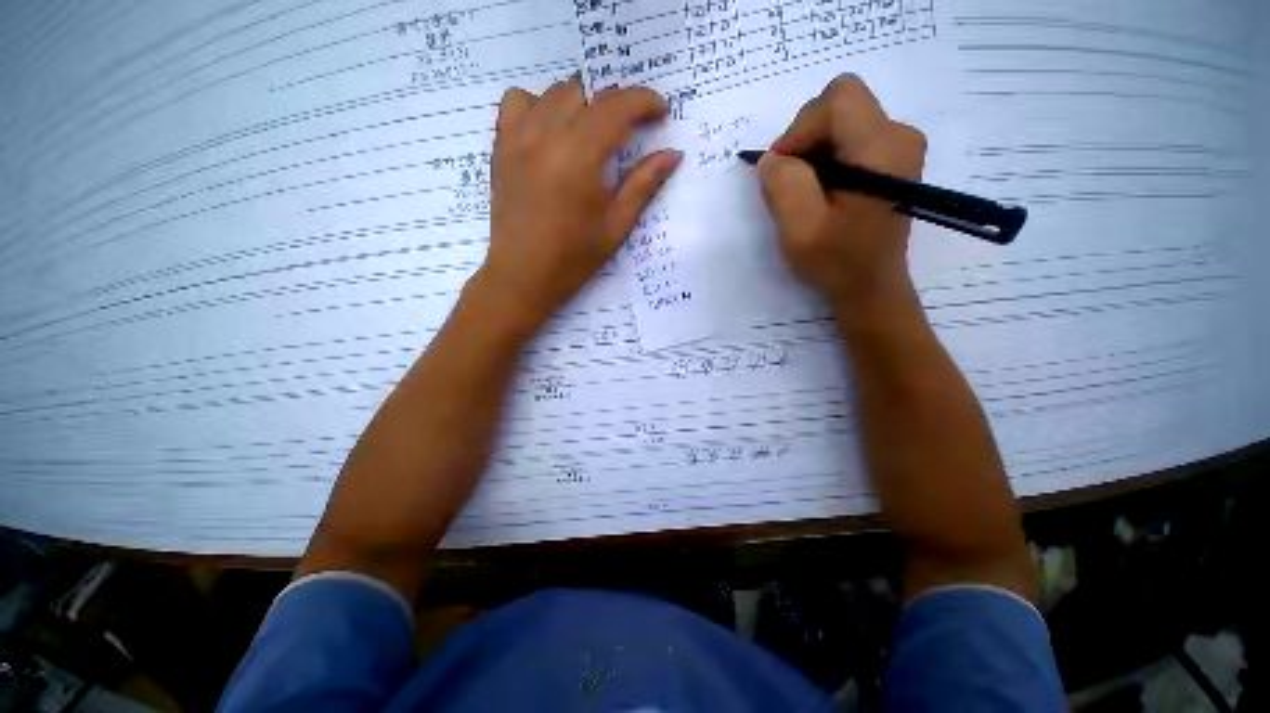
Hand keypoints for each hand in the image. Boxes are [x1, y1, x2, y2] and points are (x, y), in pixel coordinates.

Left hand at [472, 76, 681, 337]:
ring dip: (581, 102)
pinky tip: (550, 131)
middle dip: (614, 103)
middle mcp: (544, 137)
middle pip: (585, 92)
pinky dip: (539, 104)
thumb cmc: (574, 259)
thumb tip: (672, 155)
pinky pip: (516, 101)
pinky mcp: (500, 147)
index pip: (615, 108)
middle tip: (629, 130)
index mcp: (578, 159)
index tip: (660, 111)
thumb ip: (643, 185)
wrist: (523, 277)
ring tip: (593, 131)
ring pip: (553, 92)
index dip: (643, 101)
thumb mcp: (616, 226)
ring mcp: (517, 138)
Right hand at [757, 75, 926, 323]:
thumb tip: (773, 158)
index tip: (783, 171)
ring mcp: (900, 146)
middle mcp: (900, 135)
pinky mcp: (892, 159)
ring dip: (813, 152)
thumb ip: (783, 185)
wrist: (869, 286)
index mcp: (882, 148)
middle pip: (840, 105)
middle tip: (791, 185)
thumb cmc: (836, 262)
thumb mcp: (799, 229)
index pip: (837, 99)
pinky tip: (822, 192)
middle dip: (805, 140)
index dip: (800, 128)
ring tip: (806, 194)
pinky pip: (850, 138)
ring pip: (842, 121)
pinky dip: (826, 159)